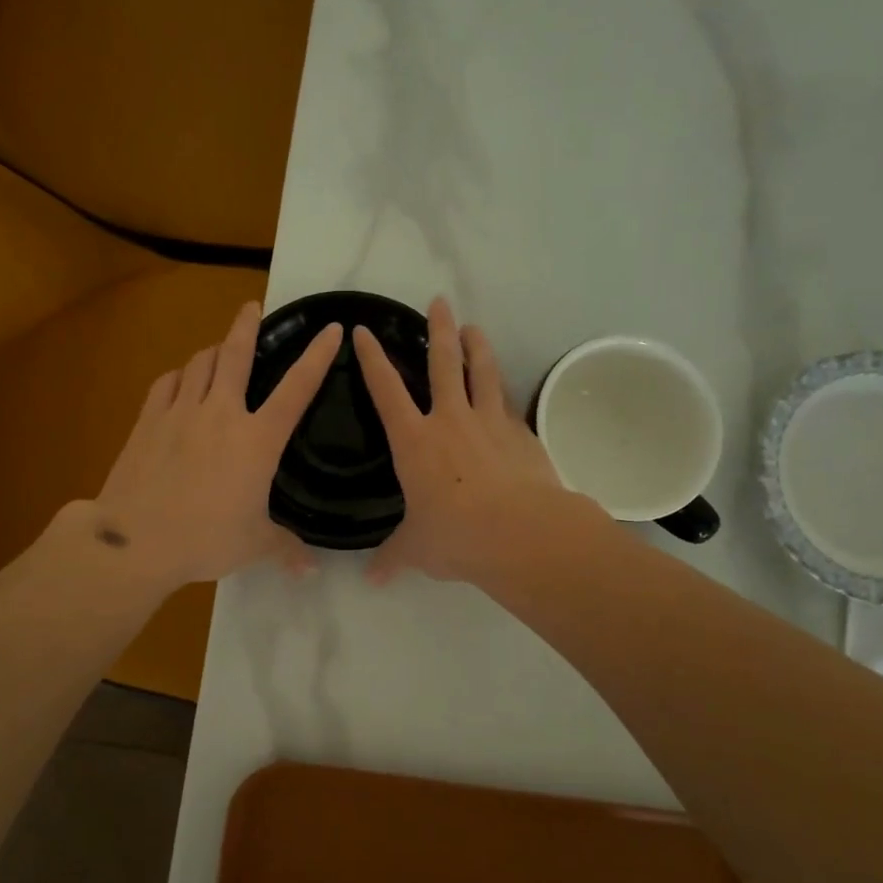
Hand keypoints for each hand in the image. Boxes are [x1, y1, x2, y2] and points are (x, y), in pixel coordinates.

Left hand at [94, 301, 341, 588]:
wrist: (135, 540)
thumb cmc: (204, 540)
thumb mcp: (253, 546)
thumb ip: (286, 549)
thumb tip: (312, 570)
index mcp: (257, 440)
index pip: (297, 389)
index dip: (317, 356)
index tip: (331, 329)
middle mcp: (221, 414)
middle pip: (236, 355)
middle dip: (246, 325)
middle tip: (252, 307)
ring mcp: (180, 412)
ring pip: (199, 363)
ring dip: (212, 350)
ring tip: (219, 349)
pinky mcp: (148, 420)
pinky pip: (167, 383)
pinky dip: (179, 375)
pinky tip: (180, 380)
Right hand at [353, 296, 565, 584]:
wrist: (520, 534)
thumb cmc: (455, 536)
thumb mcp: (417, 549)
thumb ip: (394, 557)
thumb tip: (372, 579)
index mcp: (414, 441)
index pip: (385, 390)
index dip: (372, 358)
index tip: (362, 330)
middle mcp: (449, 420)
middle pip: (442, 363)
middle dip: (438, 330)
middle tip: (438, 302)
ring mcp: (489, 423)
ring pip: (481, 373)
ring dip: (477, 346)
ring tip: (475, 326)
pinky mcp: (520, 435)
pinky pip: (508, 406)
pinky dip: (504, 394)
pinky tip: (505, 393)